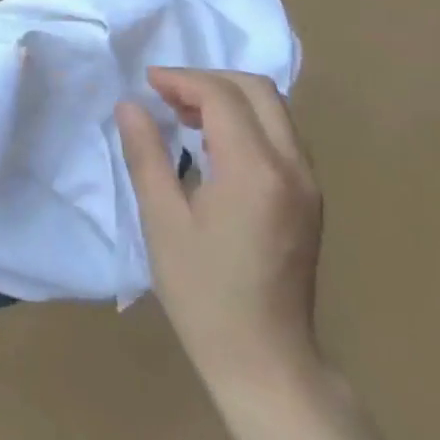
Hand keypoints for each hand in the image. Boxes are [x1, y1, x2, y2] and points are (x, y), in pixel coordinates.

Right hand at [116, 69, 323, 408]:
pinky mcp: (309, 198)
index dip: (182, 80)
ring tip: (183, 116)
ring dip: (229, 99)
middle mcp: (293, 167)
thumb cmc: (203, 293)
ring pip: (275, 110)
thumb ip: (146, 155)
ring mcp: (308, 183)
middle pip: (258, 90)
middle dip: (208, 80)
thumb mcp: (162, 221)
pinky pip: (281, 136)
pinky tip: (213, 145)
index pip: (222, 96)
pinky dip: (246, 122)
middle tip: (165, 95)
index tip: (146, 83)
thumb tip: (130, 105)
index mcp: (256, 171)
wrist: (264, 359)